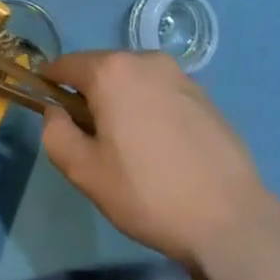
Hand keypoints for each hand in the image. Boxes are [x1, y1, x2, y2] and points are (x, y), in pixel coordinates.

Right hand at [40, 50, 274, 266]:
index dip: (51, 82)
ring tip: (130, 146)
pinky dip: (151, 108)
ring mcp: (179, 75)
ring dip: (122, 100)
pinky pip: (162, 92)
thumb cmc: (148, 194)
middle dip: (90, 94)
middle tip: (91, 138)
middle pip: (102, 69)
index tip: (48, 105)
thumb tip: (55, 111)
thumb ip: (56, 134)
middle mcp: (145, 60)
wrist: (230, 219)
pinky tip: (162, 148)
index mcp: (111, 71)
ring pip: (134, 79)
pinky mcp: (203, 95)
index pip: (67, 64)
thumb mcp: (86, 173)